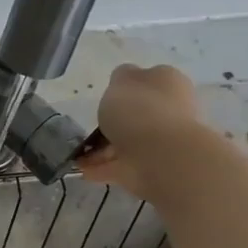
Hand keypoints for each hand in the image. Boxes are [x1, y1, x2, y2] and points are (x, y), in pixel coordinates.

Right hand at [76, 64, 213, 199]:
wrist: (161, 155)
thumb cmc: (140, 109)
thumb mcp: (121, 80)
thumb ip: (120, 78)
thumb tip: (123, 82)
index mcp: (167, 82)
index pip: (145, 80)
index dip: (123, 88)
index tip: (104, 98)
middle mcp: (169, 109)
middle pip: (137, 113)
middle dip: (113, 121)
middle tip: (90, 126)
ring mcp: (162, 140)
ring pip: (127, 141)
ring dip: (103, 148)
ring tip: (78, 153)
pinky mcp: (151, 166)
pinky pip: (121, 164)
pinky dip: (102, 167)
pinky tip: (82, 169)